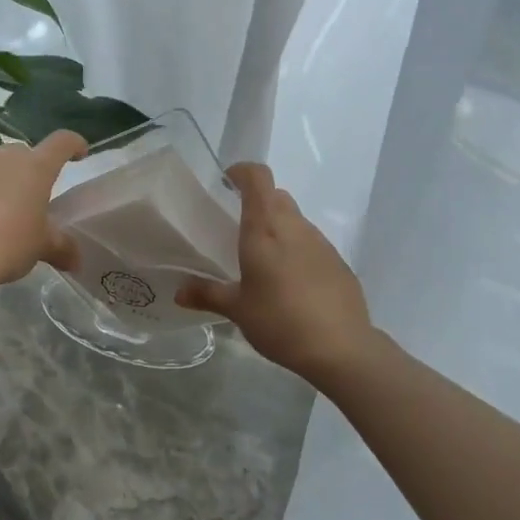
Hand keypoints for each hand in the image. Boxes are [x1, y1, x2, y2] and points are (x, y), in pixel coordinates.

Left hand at [0, 130, 86, 289]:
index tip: (81, 155)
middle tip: (42, 194)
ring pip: (2, 166)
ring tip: (15, 210)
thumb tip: (76, 261)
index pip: (62, 141)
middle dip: (38, 168)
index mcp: (36, 166)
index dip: (75, 144)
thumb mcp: (42, 246)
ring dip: (12, 181)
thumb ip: (62, 247)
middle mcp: (6, 158)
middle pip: (28, 152)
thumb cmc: (9, 242)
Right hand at [177, 163, 373, 378]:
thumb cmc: (280, 320)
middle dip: (257, 203)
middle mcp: (294, 226)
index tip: (226, 182)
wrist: (340, 347)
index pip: (257, 178)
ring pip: (295, 220)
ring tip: (263, 260)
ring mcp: (320, 242)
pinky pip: (312, 244)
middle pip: (276, 196)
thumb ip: (207, 295)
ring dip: (278, 228)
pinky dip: (297, 251)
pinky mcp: (338, 262)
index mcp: (265, 228)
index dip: (242, 172)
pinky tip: (291, 283)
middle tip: (238, 228)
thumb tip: (179, 292)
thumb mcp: (238, 309)